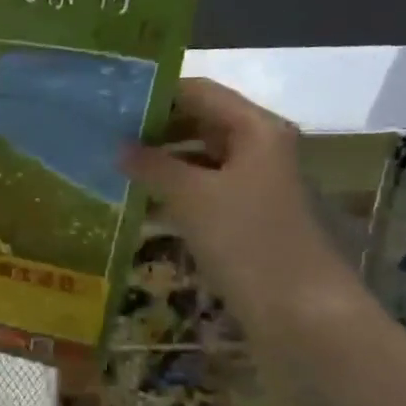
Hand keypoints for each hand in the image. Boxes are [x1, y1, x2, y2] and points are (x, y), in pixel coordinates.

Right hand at [119, 78, 358, 329]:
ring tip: (113, 167)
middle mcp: (259, 149)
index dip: (156, 93)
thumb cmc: (248, 241)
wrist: (301, 313)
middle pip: (201, 123)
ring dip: (161, 162)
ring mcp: (255, 186)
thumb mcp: (192, 197)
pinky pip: (204, 191)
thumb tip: (119, 146)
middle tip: (104, 136)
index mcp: (256, 129)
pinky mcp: (248, 219)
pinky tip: (140, 203)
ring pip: (200, 159)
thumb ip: (152, 165)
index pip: (199, 92)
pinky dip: (174, 192)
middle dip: (155, 129)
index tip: (110, 103)